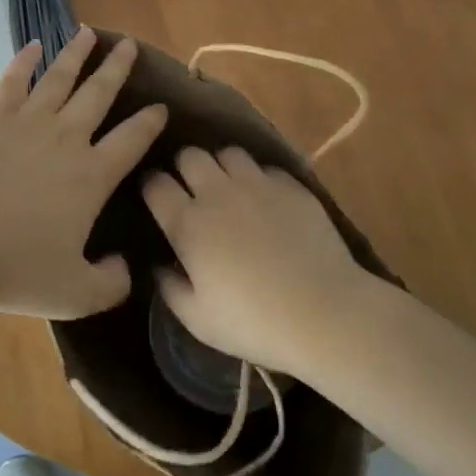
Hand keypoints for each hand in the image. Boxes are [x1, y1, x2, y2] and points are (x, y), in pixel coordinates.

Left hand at [0, 26, 167, 318]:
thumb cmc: (15, 270)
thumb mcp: (75, 294)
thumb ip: (110, 284)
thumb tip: (127, 268)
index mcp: (92, 176)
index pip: (132, 140)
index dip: (150, 122)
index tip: (161, 106)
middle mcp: (67, 139)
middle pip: (100, 94)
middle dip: (118, 68)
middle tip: (131, 45)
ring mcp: (28, 123)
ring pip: (60, 78)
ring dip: (77, 54)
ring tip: (90, 32)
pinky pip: (13, 81)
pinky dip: (24, 60)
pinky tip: (33, 44)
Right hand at [142, 146, 373, 377]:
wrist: (324, 312)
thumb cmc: (254, 322)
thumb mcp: (199, 320)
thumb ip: (171, 289)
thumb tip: (160, 267)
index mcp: (188, 224)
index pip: (156, 184)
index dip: (152, 187)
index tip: (156, 197)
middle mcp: (218, 193)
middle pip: (189, 155)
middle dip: (185, 167)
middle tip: (193, 188)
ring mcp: (257, 184)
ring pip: (228, 152)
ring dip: (222, 166)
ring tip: (230, 187)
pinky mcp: (290, 185)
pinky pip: (265, 168)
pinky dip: (259, 178)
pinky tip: (266, 200)